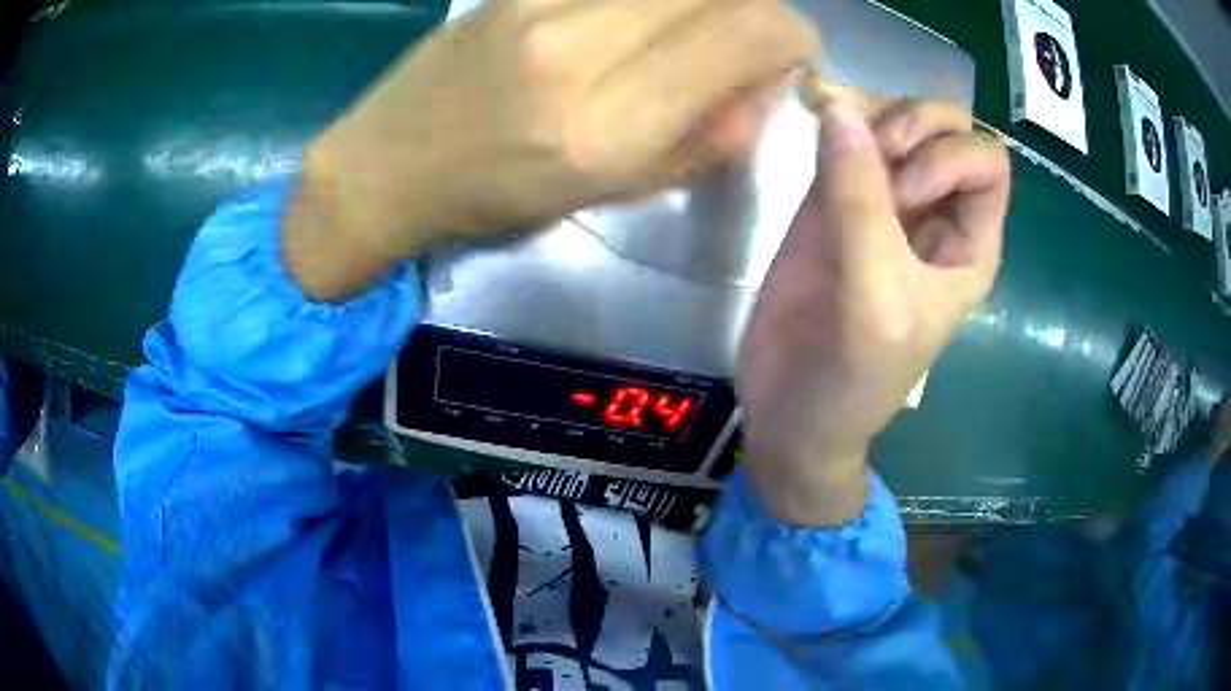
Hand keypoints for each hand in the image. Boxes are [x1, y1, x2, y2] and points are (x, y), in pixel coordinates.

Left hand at [284, 0, 817, 299]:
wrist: (389, 161)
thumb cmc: (495, 194)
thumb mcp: (609, 190)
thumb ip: (704, 139)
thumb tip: (766, 87)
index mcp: (610, 121)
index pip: (752, 31)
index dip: (793, 38)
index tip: (786, 57)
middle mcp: (582, 43)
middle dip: (756, 13)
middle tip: (740, 44)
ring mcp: (544, 1)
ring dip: (704, 2)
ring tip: (684, 33)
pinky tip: (635, 19)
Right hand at [738, 94, 1010, 525]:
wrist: (793, 410)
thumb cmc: (857, 374)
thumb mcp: (877, 298)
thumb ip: (860, 204)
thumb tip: (836, 108)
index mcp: (969, 244)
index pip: (988, 162)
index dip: (949, 158)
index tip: (904, 196)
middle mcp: (934, 212)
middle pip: (947, 127)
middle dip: (912, 125)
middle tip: (875, 159)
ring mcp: (881, 201)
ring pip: (895, 122)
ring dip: (871, 117)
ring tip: (836, 146)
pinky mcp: (830, 199)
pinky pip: (844, 138)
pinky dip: (834, 122)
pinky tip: (817, 128)